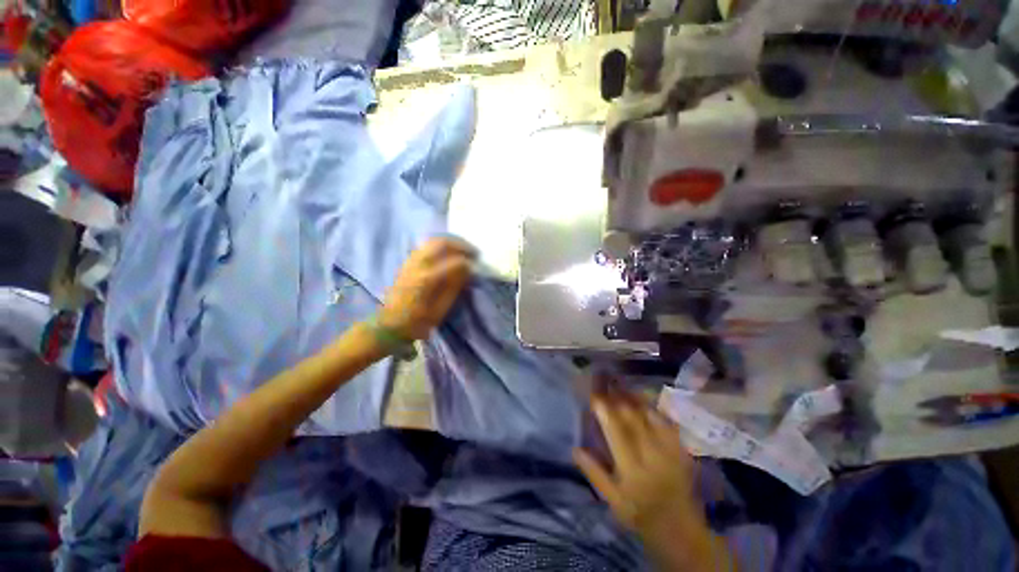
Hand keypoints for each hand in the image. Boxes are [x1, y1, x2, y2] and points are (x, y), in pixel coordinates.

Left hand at [379, 238, 473, 340]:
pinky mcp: (408, 262)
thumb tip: (468, 270)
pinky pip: (426, 245)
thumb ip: (454, 287)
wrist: (389, 324)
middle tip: (474, 252)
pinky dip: (441, 244)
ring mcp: (411, 261)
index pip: (455, 262)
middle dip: (462, 245)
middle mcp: (419, 265)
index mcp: (428, 279)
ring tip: (464, 249)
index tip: (477, 267)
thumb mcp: (440, 310)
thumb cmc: (417, 322)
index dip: (469, 263)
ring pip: (433, 241)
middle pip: (443, 243)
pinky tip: (449, 251)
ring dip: (452, 242)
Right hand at [575, 392, 697, 533]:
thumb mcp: (612, 500)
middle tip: (604, 380)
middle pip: (632, 416)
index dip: (603, 409)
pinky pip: (665, 419)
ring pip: (649, 414)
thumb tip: (576, 448)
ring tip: (618, 382)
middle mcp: (652, 455)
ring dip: (632, 396)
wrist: (680, 528)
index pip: (615, 430)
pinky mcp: (681, 448)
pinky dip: (651, 405)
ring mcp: (670, 449)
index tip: (593, 394)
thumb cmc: (639, 513)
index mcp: (632, 469)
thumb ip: (594, 472)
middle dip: (616, 395)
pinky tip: (642, 396)